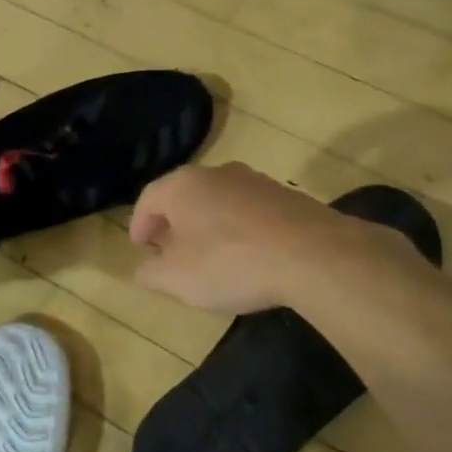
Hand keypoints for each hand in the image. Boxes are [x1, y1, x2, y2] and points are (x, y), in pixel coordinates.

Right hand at [129, 163, 349, 315]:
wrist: (312, 254)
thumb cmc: (231, 262)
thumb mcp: (177, 279)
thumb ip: (151, 273)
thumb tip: (143, 270)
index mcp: (183, 185)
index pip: (148, 198)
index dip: (139, 224)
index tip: (140, 248)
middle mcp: (217, 173)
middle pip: (184, 195)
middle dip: (173, 223)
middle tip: (169, 250)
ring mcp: (255, 181)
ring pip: (218, 200)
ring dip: (207, 224)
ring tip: (208, 254)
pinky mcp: (286, 196)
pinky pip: (249, 211)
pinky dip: (238, 228)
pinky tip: (246, 254)